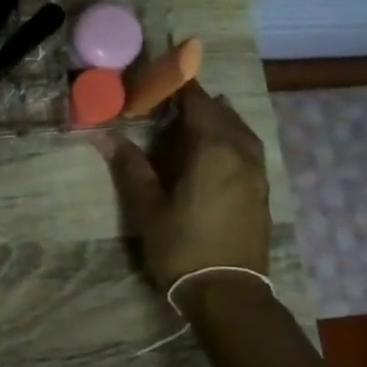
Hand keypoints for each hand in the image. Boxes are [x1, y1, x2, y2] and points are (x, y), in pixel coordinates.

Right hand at [98, 82, 269, 289]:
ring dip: (217, 118)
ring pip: (239, 130)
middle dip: (198, 101)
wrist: (228, 291)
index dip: (179, 85)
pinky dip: (230, 137)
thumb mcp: (148, 207)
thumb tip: (105, 135)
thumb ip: (130, 167)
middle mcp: (241, 153)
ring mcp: (256, 172)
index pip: (197, 103)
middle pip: (221, 113)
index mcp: (213, 151)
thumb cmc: (182, 246)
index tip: (160, 75)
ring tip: (194, 117)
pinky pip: (247, 148)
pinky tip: (216, 148)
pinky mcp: (260, 190)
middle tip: (170, 99)